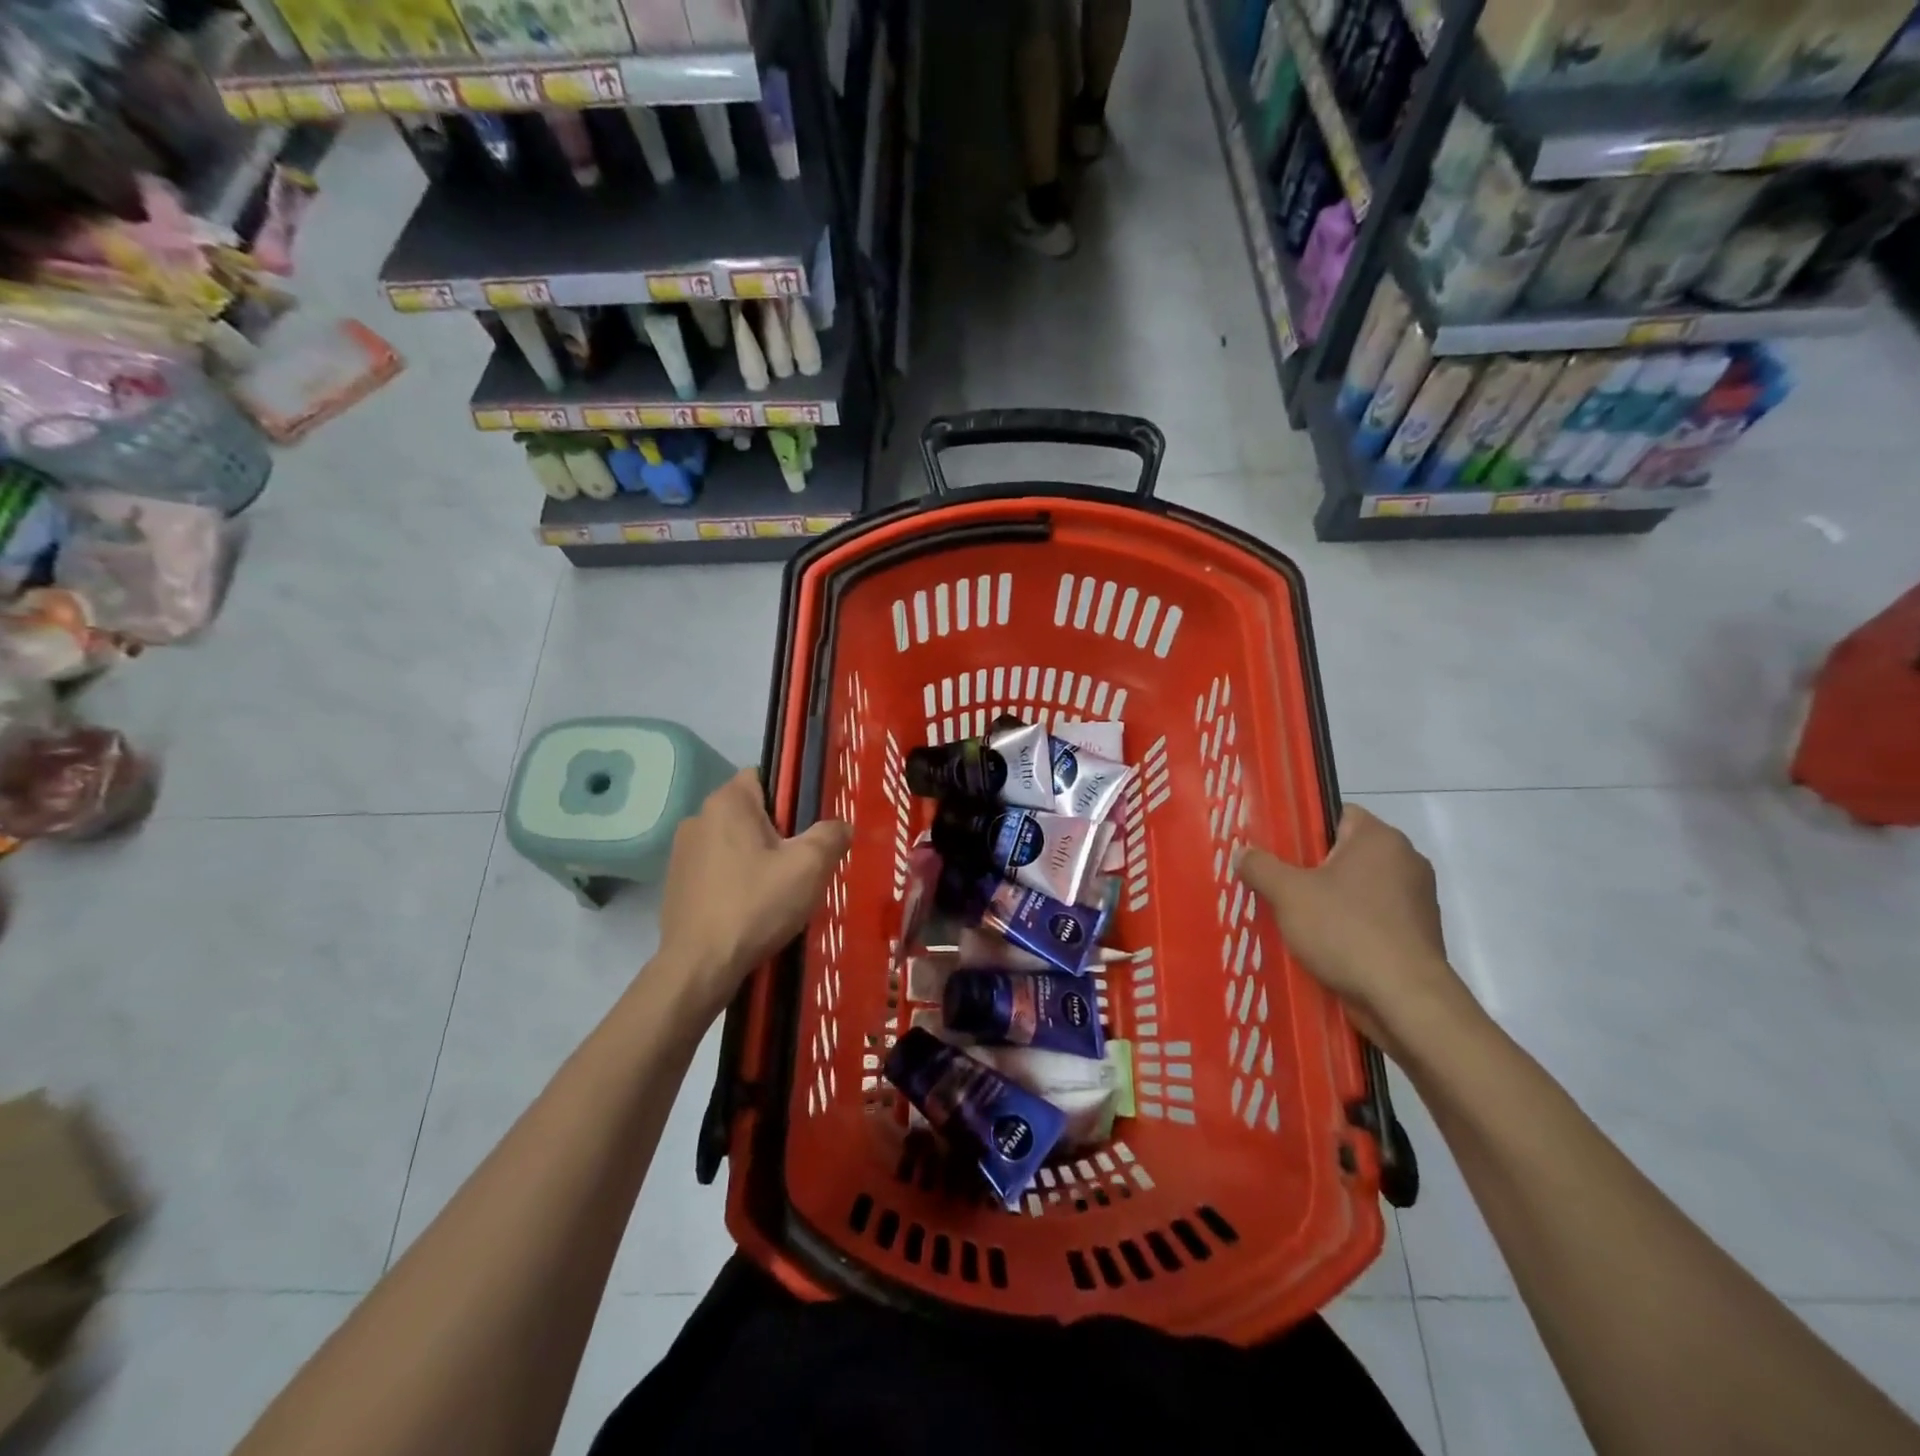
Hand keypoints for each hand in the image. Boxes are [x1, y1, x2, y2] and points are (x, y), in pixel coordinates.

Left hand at [656, 768, 850, 1019]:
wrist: (700, 967)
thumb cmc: (756, 904)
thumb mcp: (810, 866)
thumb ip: (831, 835)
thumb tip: (840, 826)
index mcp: (727, 802)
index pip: (765, 776)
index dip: (792, 796)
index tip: (810, 825)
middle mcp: (698, 817)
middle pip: (751, 812)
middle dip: (779, 832)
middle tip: (803, 863)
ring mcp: (682, 852)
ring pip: (735, 843)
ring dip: (757, 858)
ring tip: (780, 891)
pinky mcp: (676, 884)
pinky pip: (718, 869)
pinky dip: (737, 880)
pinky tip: (752, 909)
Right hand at [1234, 805, 1464, 1058]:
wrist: (1406, 1000)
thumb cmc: (1346, 931)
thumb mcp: (1288, 894)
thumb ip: (1260, 867)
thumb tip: (1243, 853)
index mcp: (1379, 838)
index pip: (1336, 814)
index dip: (1303, 828)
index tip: (1276, 850)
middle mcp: (1405, 861)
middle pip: (1344, 853)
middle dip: (1310, 868)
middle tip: (1276, 885)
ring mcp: (1416, 900)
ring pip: (1357, 889)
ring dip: (1328, 901)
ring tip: (1292, 919)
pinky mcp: (1417, 935)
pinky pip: (1372, 919)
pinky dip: (1348, 927)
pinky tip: (1321, 946)